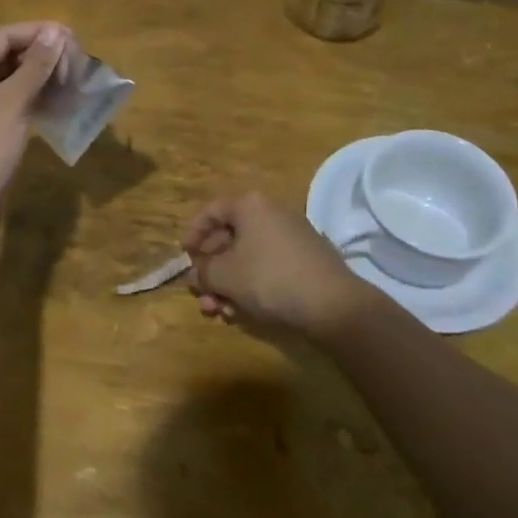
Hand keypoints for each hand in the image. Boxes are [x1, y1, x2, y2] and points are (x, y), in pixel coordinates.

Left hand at [0, 20, 71, 219]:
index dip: (38, 32)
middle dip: (44, 56)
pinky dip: (38, 98)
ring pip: (16, 78)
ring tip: (73, 82)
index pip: (5, 36)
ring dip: (44, 77)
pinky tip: (62, 103)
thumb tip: (56, 31)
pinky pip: (17, 100)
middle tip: (75, 65)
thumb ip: (36, 65)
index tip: (71, 38)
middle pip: (10, 54)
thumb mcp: (13, 101)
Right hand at [182, 192, 369, 339]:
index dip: (193, 234)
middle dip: (211, 270)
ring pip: (248, 258)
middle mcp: (271, 214)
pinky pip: (268, 268)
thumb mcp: (226, 275)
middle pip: (229, 238)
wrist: (334, 305)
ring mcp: (292, 237)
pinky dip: (251, 286)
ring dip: (228, 284)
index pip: (211, 211)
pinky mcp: (306, 261)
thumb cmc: (270, 278)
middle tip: (200, 294)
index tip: (184, 257)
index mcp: (250, 206)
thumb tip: (195, 273)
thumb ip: (203, 271)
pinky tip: (243, 312)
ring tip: (219, 311)